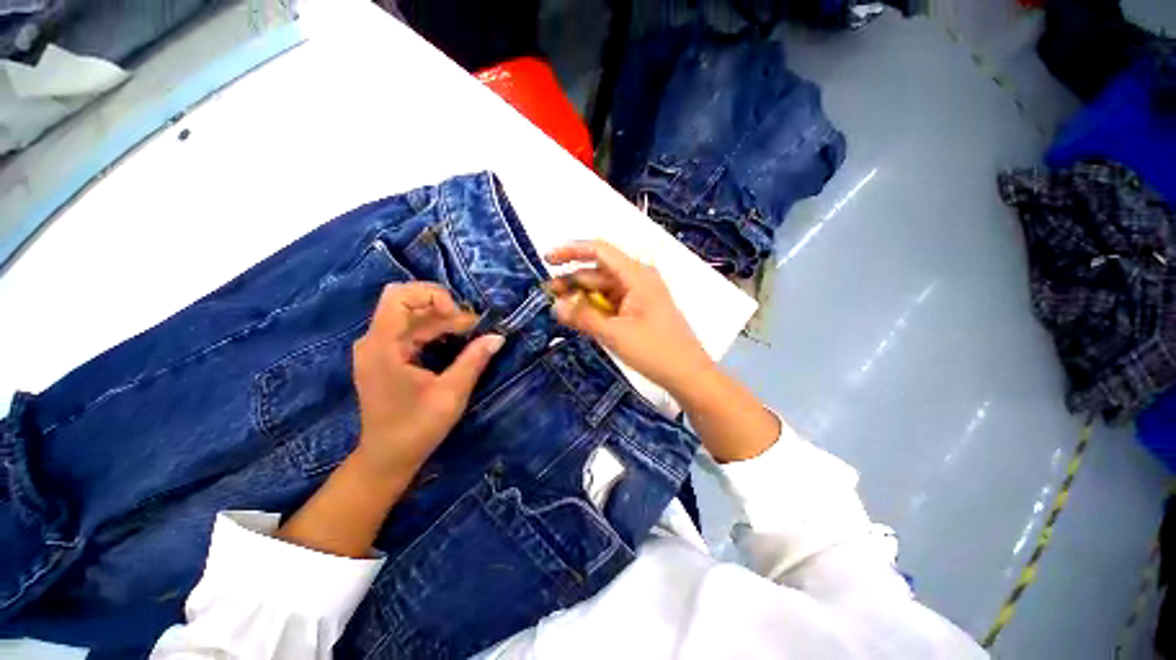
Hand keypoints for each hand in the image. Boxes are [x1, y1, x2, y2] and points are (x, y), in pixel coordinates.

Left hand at [351, 283, 503, 478]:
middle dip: (444, 309)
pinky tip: (454, 343)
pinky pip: (412, 331)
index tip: (459, 317)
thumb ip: (474, 360)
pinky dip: (435, 332)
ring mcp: (378, 348)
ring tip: (471, 336)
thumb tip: (498, 336)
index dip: (432, 296)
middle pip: (408, 303)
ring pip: (413, 316)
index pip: (399, 295)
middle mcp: (374, 340)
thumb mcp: (451, 394)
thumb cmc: (417, 428)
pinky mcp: (386, 356)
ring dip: (443, 321)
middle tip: (473, 329)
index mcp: (382, 346)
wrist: (387, 458)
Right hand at [545, 240, 712, 397]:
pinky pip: (611, 302)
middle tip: (547, 294)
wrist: (688, 374)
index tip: (547, 259)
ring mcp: (639, 294)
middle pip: (598, 271)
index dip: (571, 251)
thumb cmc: (655, 351)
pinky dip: (594, 307)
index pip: (599, 250)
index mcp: (636, 275)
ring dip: (581, 295)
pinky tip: (579, 316)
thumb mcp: (615, 334)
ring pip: (603, 287)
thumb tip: (555, 305)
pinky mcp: (638, 309)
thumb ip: (583, 317)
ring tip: (559, 307)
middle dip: (572, 279)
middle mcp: (637, 278)